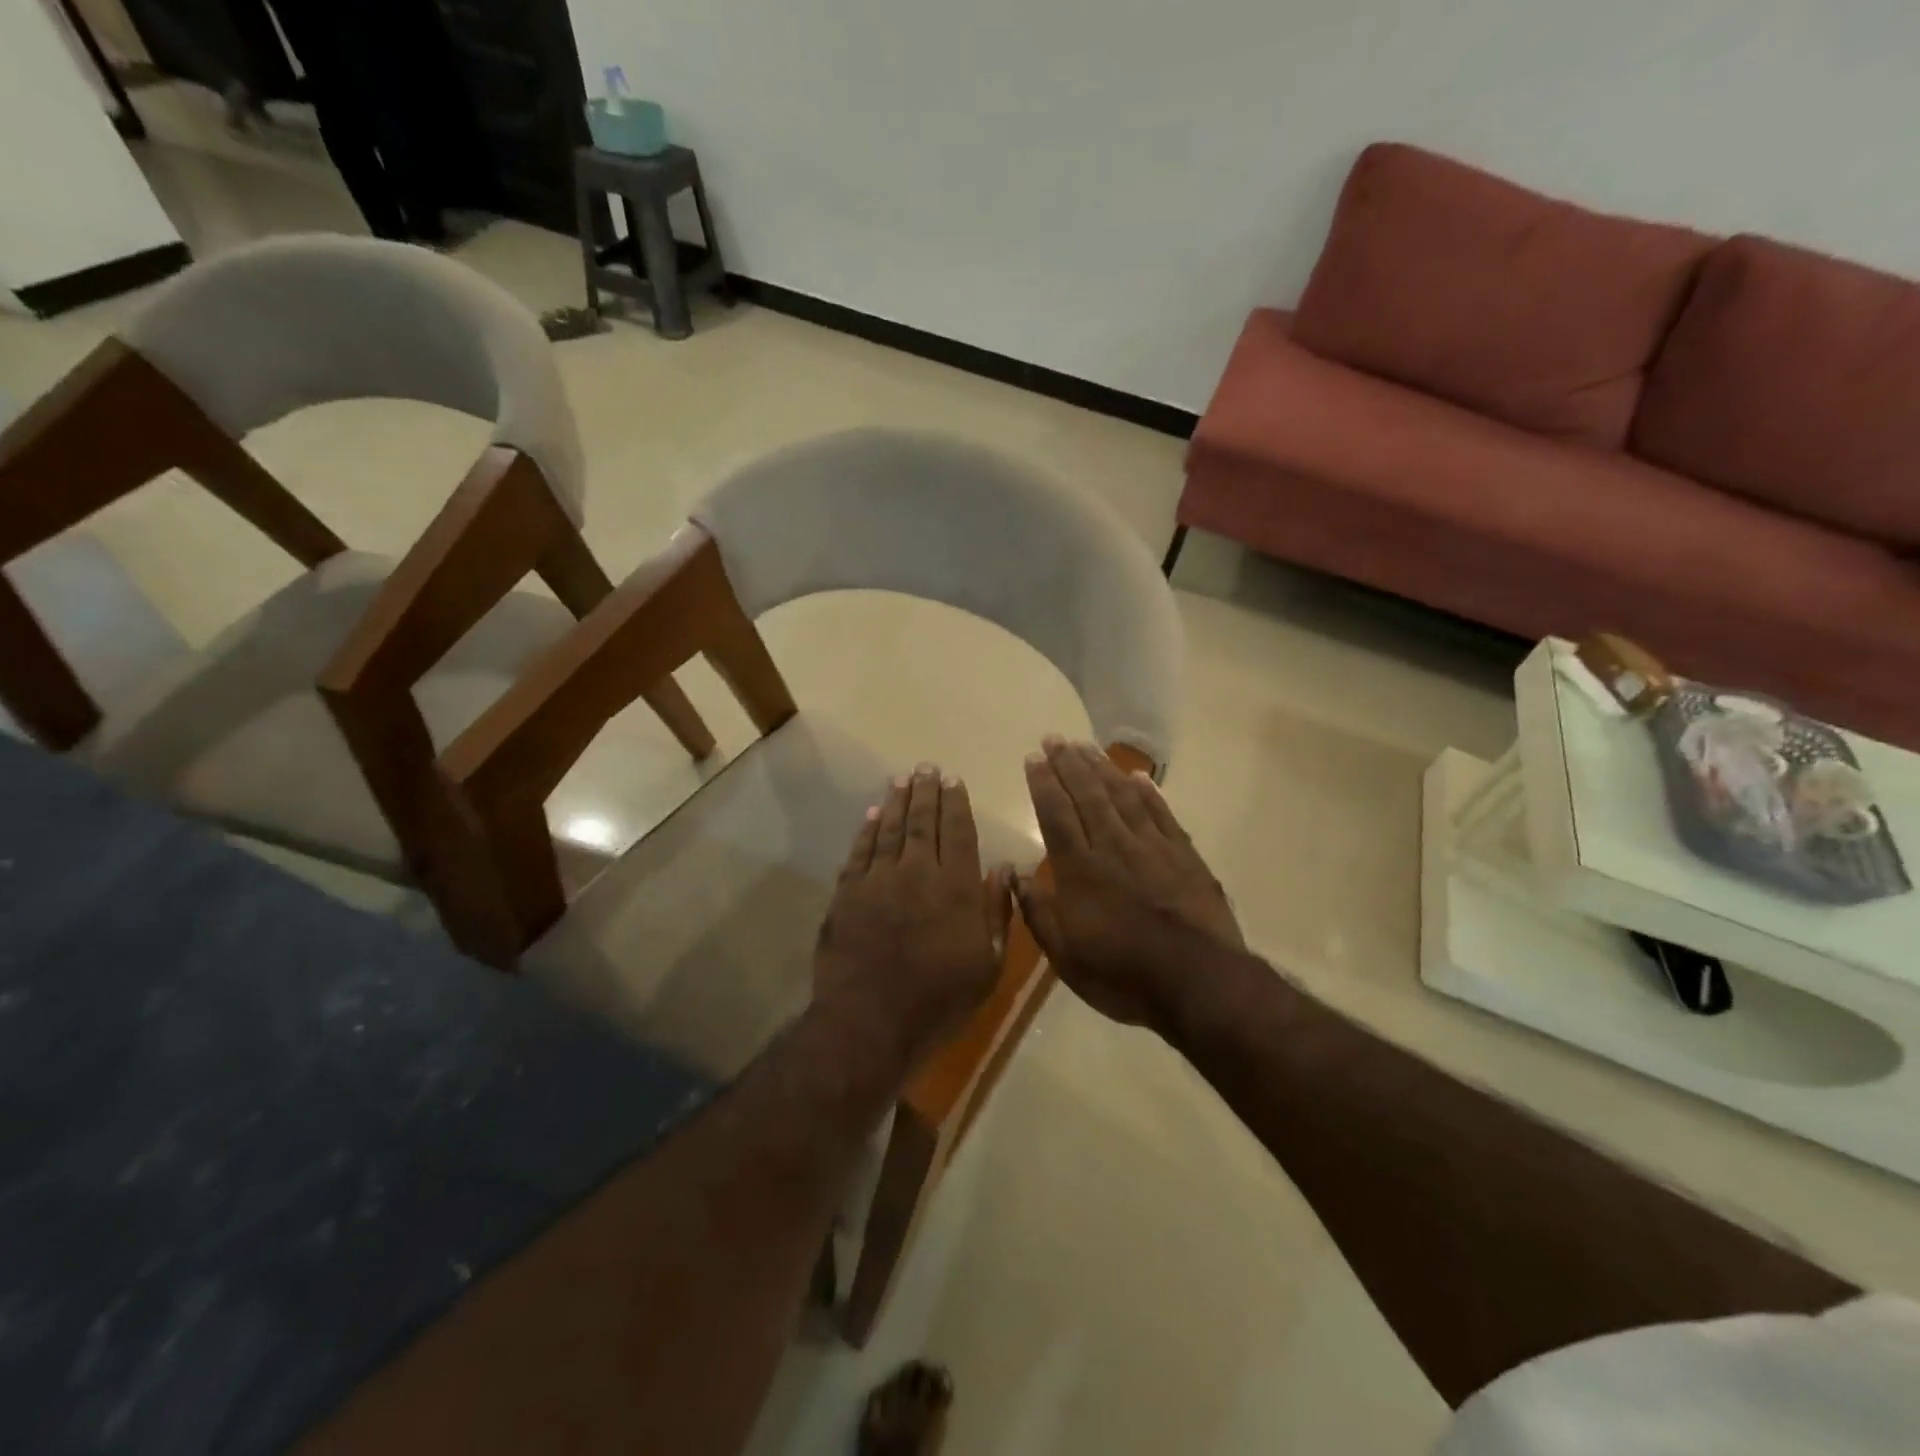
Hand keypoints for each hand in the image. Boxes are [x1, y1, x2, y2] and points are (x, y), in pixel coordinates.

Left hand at [815, 764, 1015, 1069]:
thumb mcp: (987, 966)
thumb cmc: (939, 1000)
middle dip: (927, 792)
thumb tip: (1006, 868)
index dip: (957, 804)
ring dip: (897, 801)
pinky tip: (873, 814)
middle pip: (923, 822)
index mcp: (956, 889)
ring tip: (903, 778)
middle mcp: (918, 874)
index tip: (954, 780)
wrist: (870, 1023)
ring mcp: (878, 881)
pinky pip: (860, 851)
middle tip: (927, 767)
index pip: (959, 833)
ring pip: (890, 829)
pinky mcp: (847, 894)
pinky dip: (867, 830)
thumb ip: (997, 912)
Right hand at [1018, 738, 1241, 1030]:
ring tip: (1086, 746)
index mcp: (1080, 870)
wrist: (1198, 982)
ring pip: (1123, 797)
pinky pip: (1162, 814)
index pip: (1056, 815)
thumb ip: (1038, 912)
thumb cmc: (1122, 975)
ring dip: (1103, 768)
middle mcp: (1113, 847)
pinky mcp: (1184, 856)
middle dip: (1069, 764)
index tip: (1033, 757)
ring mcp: (1152, 847)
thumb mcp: (1066, 957)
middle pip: (1087, 795)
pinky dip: (1148, 793)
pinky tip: (1138, 777)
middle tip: (1055, 738)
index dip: (1043, 784)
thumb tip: (1014, 875)